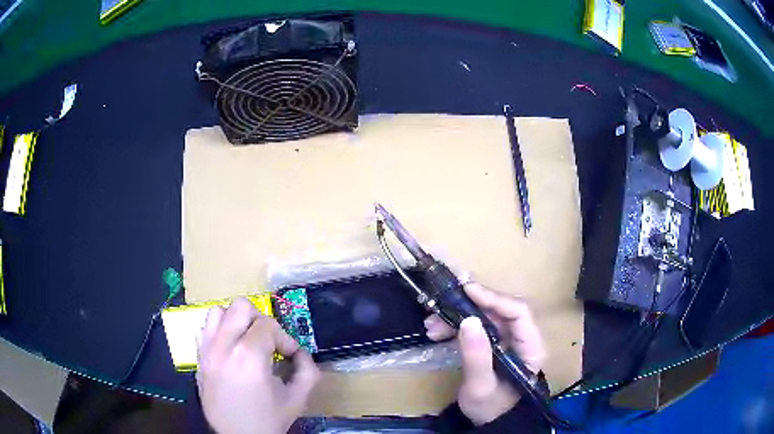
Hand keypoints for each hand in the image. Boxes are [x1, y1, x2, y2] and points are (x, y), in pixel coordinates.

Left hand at [197, 298, 319, 433]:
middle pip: (240, 307)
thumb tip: (300, 352)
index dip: (285, 337)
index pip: (268, 324)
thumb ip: (308, 370)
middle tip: (268, 343)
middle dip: (260, 321)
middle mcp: (223, 347)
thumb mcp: (298, 398)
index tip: (289, 355)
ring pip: (217, 312)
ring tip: (246, 342)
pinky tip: (230, 351)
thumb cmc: (268, 420)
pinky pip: (204, 329)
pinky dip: (219, 333)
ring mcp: (206, 351)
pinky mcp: (198, 359)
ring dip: (236, 322)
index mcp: (249, 357)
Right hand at [424, 283, 545, 425]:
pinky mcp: (493, 343)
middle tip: (441, 305)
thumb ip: (477, 356)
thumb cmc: (490, 407)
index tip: (467, 291)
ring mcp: (507, 339)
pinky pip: (475, 326)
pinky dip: (455, 326)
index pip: (519, 312)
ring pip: (484, 316)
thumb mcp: (481, 386)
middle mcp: (522, 338)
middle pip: (499, 310)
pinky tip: (437, 331)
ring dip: (457, 316)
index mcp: (531, 347)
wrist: (488, 420)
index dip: (495, 298)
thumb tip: (468, 320)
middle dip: (469, 306)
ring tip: (431, 324)